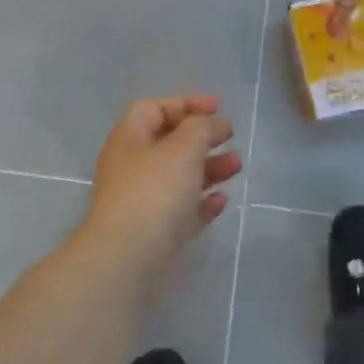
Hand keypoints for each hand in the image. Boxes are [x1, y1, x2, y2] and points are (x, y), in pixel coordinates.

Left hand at [85, 95, 241, 266]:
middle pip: (169, 143)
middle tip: (230, 137)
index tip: (219, 106)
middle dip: (202, 137)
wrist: (126, 260)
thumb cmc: (154, 192)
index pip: (155, 108)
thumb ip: (202, 127)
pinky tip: (222, 201)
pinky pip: (180, 210)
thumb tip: (214, 123)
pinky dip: (201, 202)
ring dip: (208, 168)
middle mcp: (130, 167)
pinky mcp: (152, 233)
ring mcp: (140, 202)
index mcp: (130, 138)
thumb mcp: (183, 148)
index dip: (186, 103)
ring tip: (237, 166)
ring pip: (178, 177)